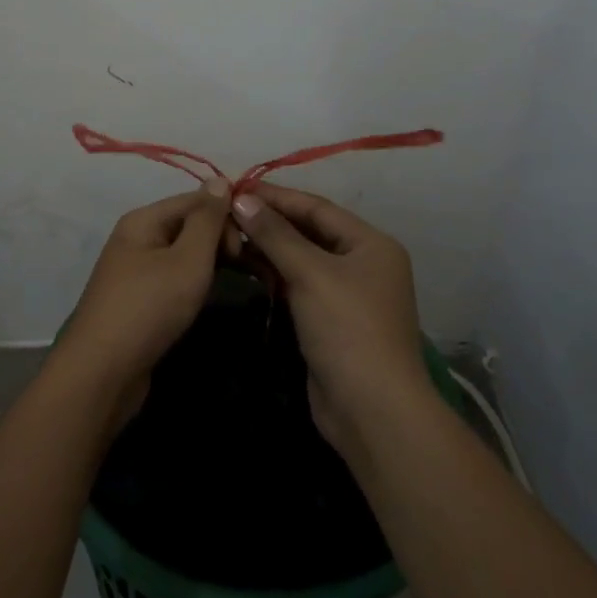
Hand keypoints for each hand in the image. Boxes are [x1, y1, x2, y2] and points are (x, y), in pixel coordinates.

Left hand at [55, 179, 231, 414]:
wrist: (103, 373)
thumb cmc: (149, 308)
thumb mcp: (187, 260)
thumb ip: (207, 220)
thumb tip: (220, 179)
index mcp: (143, 220)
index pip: (195, 200)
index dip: (226, 215)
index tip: (252, 243)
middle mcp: (136, 238)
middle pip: (188, 224)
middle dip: (219, 239)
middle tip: (245, 267)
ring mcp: (135, 270)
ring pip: (183, 254)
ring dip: (210, 263)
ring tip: (237, 280)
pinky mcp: (139, 300)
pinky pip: (173, 278)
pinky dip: (194, 283)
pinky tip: (207, 298)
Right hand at [229, 183, 427, 452]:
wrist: (371, 410)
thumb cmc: (348, 329)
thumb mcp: (311, 273)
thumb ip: (275, 234)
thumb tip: (241, 198)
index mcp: (370, 243)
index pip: (317, 207)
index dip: (276, 197)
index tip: (235, 188)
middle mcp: (362, 263)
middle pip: (309, 231)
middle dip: (270, 222)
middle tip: (225, 211)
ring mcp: (346, 294)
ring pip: (301, 259)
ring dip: (268, 247)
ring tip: (227, 234)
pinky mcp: (328, 320)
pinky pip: (298, 284)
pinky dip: (273, 274)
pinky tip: (244, 265)